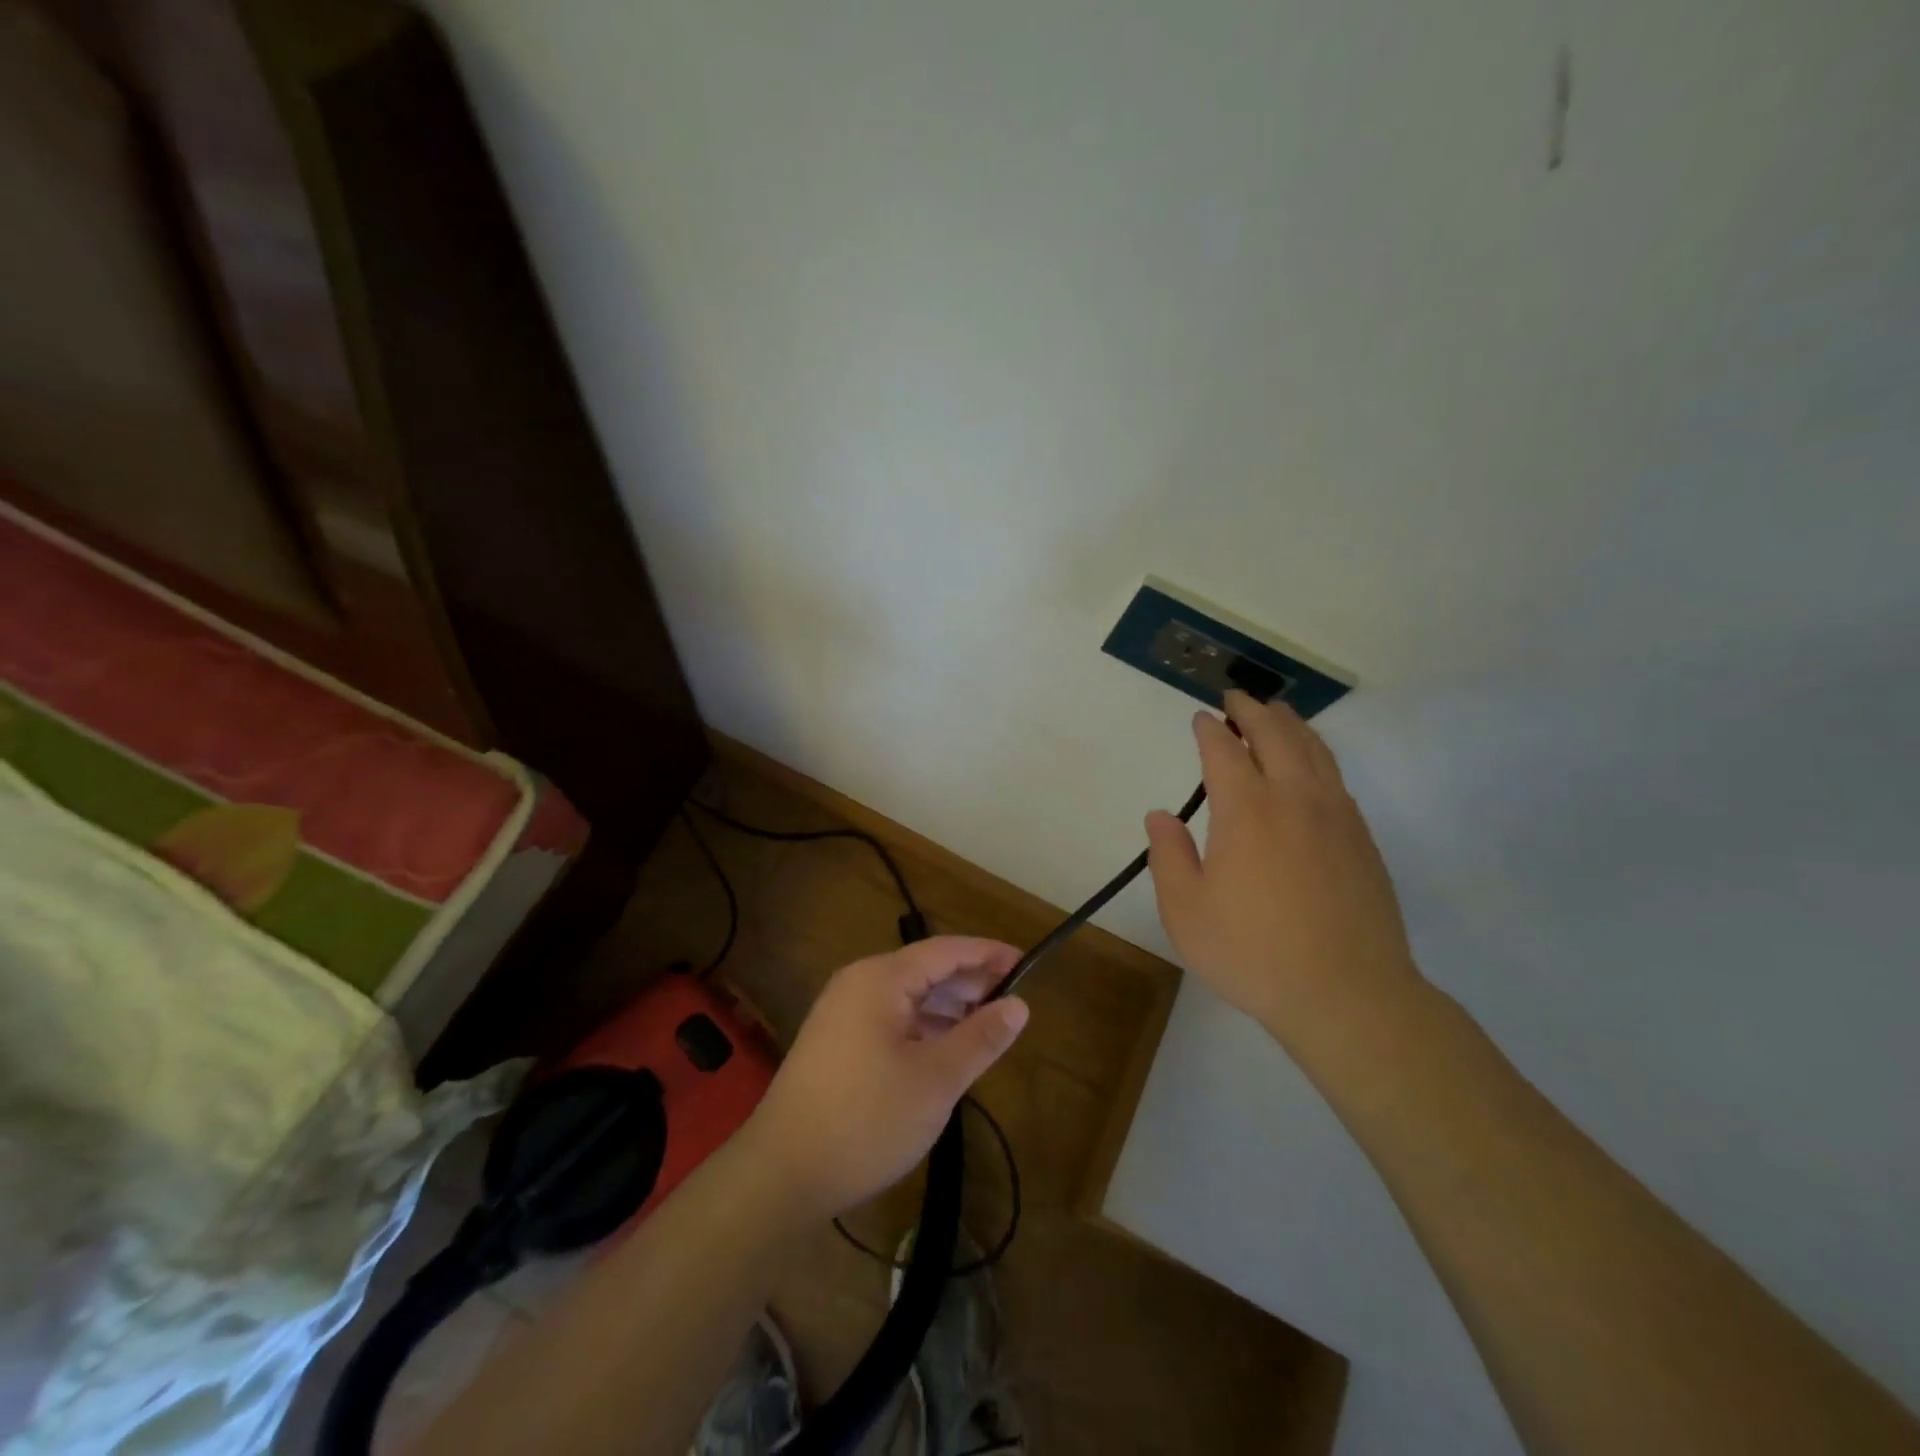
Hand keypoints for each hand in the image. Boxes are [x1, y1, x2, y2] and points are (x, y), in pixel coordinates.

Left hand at [739, 937, 1029, 1219]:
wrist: (781, 1174)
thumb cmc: (866, 1120)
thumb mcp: (936, 1080)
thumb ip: (980, 1038)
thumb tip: (1019, 1005)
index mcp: (880, 979)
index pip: (945, 950)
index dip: (987, 954)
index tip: (1025, 962)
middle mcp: (858, 984)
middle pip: (925, 970)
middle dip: (969, 983)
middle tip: (1012, 1000)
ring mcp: (841, 1014)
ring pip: (907, 998)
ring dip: (947, 1008)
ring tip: (986, 1026)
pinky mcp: (835, 1043)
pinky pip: (890, 1019)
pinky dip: (922, 1028)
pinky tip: (944, 1050)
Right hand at [1145, 691, 1420, 1044]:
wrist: (1348, 996)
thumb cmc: (1253, 953)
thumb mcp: (1186, 912)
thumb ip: (1169, 856)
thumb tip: (1161, 815)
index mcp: (1246, 811)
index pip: (1224, 752)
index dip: (1210, 730)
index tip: (1201, 718)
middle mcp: (1295, 800)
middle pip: (1276, 735)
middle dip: (1253, 710)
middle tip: (1236, 698)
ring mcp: (1336, 817)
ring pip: (1314, 750)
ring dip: (1290, 725)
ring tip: (1275, 714)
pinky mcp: (1362, 839)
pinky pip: (1336, 777)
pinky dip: (1317, 755)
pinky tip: (1310, 766)